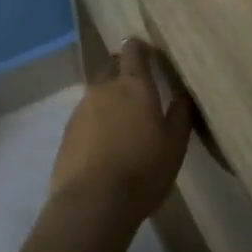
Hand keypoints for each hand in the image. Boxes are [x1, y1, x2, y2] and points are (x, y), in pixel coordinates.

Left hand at [51, 38, 193, 225]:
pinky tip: (104, 140)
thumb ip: (180, 113)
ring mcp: (81, 108)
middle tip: (137, 86)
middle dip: (122, 69)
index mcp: (134, 85)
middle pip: (111, 66)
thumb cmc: (143, 170)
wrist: (93, 202)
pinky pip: (85, 114)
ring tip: (122, 119)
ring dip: (109, 97)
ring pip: (97, 92)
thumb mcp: (175, 144)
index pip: (133, 51)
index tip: (148, 52)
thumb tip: (183, 92)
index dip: (140, 48)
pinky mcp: (67, 131)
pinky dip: (96, 120)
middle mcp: (104, 88)